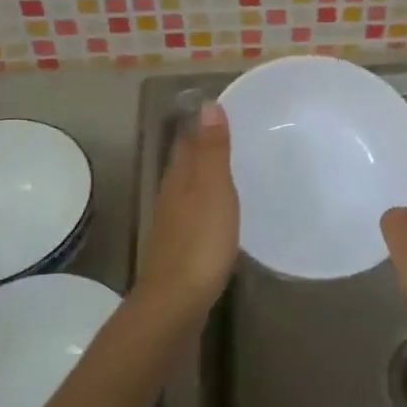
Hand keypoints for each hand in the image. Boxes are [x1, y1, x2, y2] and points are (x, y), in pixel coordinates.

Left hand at [135, 102, 239, 321]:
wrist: (176, 302)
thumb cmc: (200, 242)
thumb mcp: (213, 190)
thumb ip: (212, 151)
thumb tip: (206, 105)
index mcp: (179, 179)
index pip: (188, 142)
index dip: (203, 126)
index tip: (225, 112)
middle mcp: (171, 197)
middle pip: (185, 165)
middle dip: (204, 150)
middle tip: (235, 138)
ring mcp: (172, 225)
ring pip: (188, 191)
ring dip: (205, 179)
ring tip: (232, 172)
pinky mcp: (179, 250)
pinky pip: (194, 216)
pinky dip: (206, 207)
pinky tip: (220, 215)